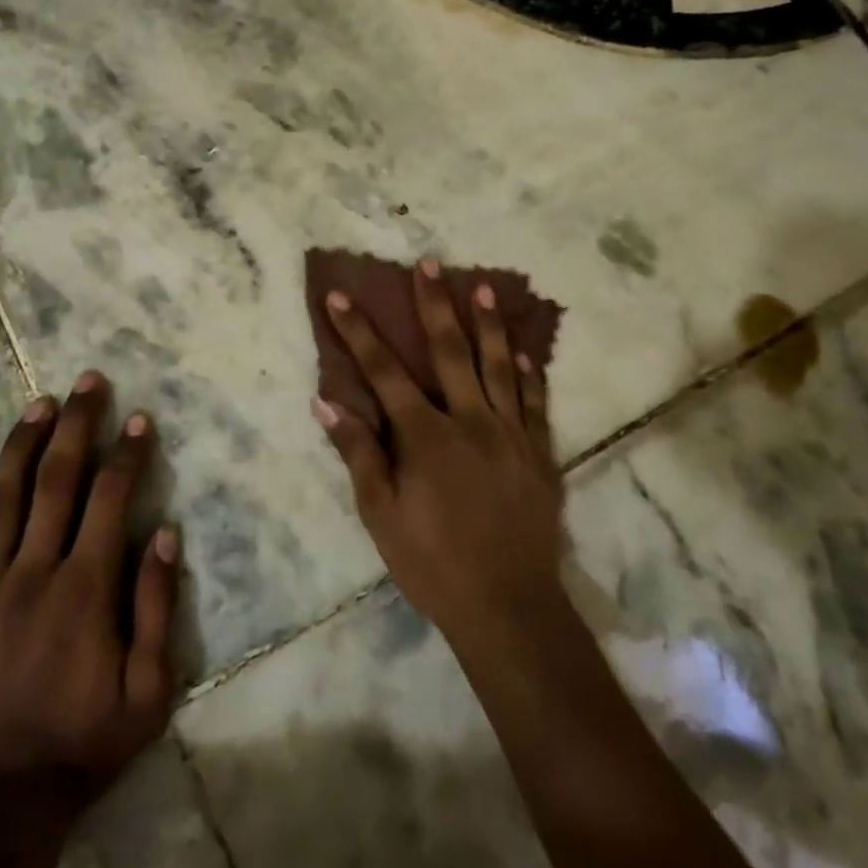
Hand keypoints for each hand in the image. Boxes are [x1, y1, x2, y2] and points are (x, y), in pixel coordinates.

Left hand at [0, 370, 179, 803]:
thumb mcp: (149, 688)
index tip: (138, 418)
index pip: (110, 498)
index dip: (127, 453)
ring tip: (38, 405)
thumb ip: (156, 605)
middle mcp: (31, 573)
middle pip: (55, 481)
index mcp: (84, 588)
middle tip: (88, 381)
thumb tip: (165, 531)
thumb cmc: (83, 743)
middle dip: (76, 425)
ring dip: (20, 446)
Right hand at [313, 258, 564, 636]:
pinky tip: (526, 351)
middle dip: (434, 304)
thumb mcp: (381, 514)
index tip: (340, 296)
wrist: (507, 604)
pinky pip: (536, 402)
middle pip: (451, 351)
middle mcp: (471, 420)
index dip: (359, 332)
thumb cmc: (432, 562)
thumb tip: (327, 401)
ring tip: (485, 287)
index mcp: (426, 435)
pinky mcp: (540, 453)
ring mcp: (511, 433)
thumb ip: (357, 453)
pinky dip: (530, 372)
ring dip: (490, 324)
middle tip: (429, 263)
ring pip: (500, 365)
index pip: (384, 372)